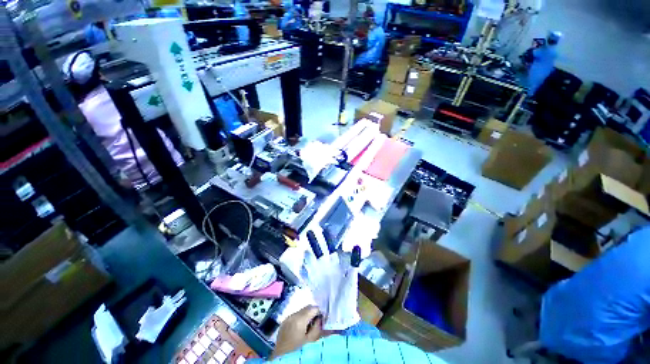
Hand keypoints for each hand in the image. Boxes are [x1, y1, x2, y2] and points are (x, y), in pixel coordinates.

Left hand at [270, 306, 322, 359]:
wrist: (278, 352)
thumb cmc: (295, 347)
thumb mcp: (309, 340)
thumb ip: (317, 328)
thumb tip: (321, 319)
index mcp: (301, 319)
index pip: (314, 308)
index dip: (319, 312)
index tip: (321, 319)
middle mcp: (295, 314)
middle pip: (308, 307)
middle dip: (313, 312)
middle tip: (316, 322)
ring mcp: (290, 315)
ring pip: (302, 310)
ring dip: (307, 314)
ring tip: (308, 325)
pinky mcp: (286, 319)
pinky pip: (296, 314)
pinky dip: (301, 317)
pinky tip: (300, 326)